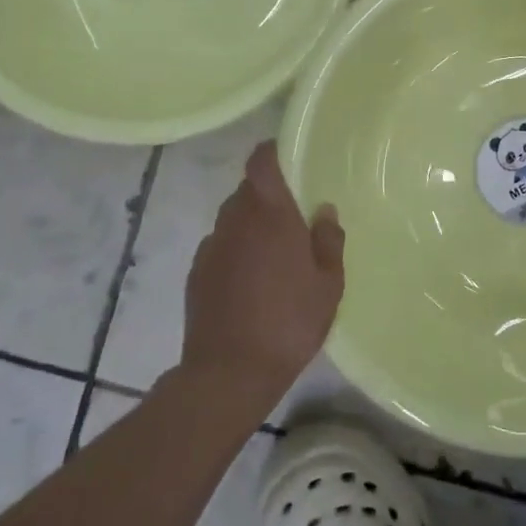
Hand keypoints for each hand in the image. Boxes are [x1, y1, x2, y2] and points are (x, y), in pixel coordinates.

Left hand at [179, 141, 344, 417]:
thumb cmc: (289, 322)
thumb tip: (323, 211)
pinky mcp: (196, 274)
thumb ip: (328, 241)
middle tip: (295, 215)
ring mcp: (211, 248)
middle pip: (247, 190)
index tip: (289, 156)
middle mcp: (235, 222)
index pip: (261, 163)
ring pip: (233, 220)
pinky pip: (220, 247)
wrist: (229, 373)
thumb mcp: (328, 284)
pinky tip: (252, 279)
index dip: (272, 152)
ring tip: (275, 252)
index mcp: (270, 215)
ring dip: (252, 225)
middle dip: (268, 195)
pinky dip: (236, 251)